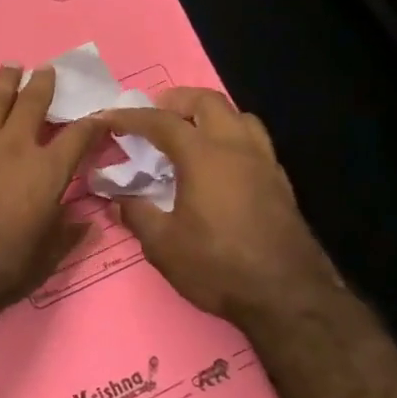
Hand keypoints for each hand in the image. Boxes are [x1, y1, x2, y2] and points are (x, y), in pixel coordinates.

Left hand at [0, 64, 106, 312]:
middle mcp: (15, 147)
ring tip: (11, 67)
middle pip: (33, 103)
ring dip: (4, 82)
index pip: (79, 136)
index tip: (99, 116)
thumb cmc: (5, 268)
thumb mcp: (48, 256)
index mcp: (48, 171)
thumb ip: (67, 233)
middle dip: (43, 84)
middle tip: (46, 70)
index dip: (93, 123)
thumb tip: (86, 221)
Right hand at [104, 88, 342, 326]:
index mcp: (203, 156)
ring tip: (190, 132)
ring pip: (239, 116)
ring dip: (210, 114)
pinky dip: (231, 137)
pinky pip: (254, 141)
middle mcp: (236, 148)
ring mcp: (264, 163)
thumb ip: (136, 215)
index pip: (161, 122)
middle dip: (177, 100)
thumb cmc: (218, 266)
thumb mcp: (163, 245)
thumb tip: (116, 201)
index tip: (108, 117)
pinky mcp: (280, 183)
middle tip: (154, 114)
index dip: (131, 117)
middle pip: (208, 102)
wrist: (288, 296)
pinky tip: (219, 163)